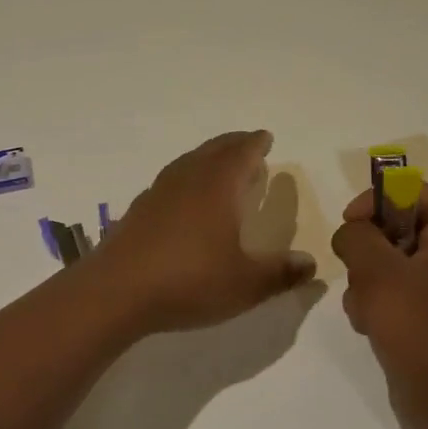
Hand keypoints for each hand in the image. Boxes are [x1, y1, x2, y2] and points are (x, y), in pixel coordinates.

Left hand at [92, 131, 317, 336]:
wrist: (117, 291)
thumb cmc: (189, 280)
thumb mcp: (245, 284)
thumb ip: (280, 273)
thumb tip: (311, 264)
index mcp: (218, 186)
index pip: (242, 153)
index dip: (256, 144)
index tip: (265, 137)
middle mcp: (188, 179)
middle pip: (214, 150)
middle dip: (233, 144)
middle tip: (247, 143)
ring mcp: (159, 192)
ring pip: (188, 162)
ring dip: (208, 158)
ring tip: (219, 166)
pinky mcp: (139, 209)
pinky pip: (170, 181)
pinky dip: (186, 178)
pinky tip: (184, 198)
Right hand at [331, 183, 427, 428]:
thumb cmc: (418, 326)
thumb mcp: (378, 270)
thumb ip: (356, 236)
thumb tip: (351, 233)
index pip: (413, 192)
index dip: (378, 198)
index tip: (351, 222)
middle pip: (393, 228)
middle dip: (366, 249)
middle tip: (357, 270)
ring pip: (383, 264)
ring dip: (363, 281)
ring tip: (366, 308)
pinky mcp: (421, 320)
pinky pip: (386, 296)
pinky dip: (370, 306)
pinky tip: (368, 328)